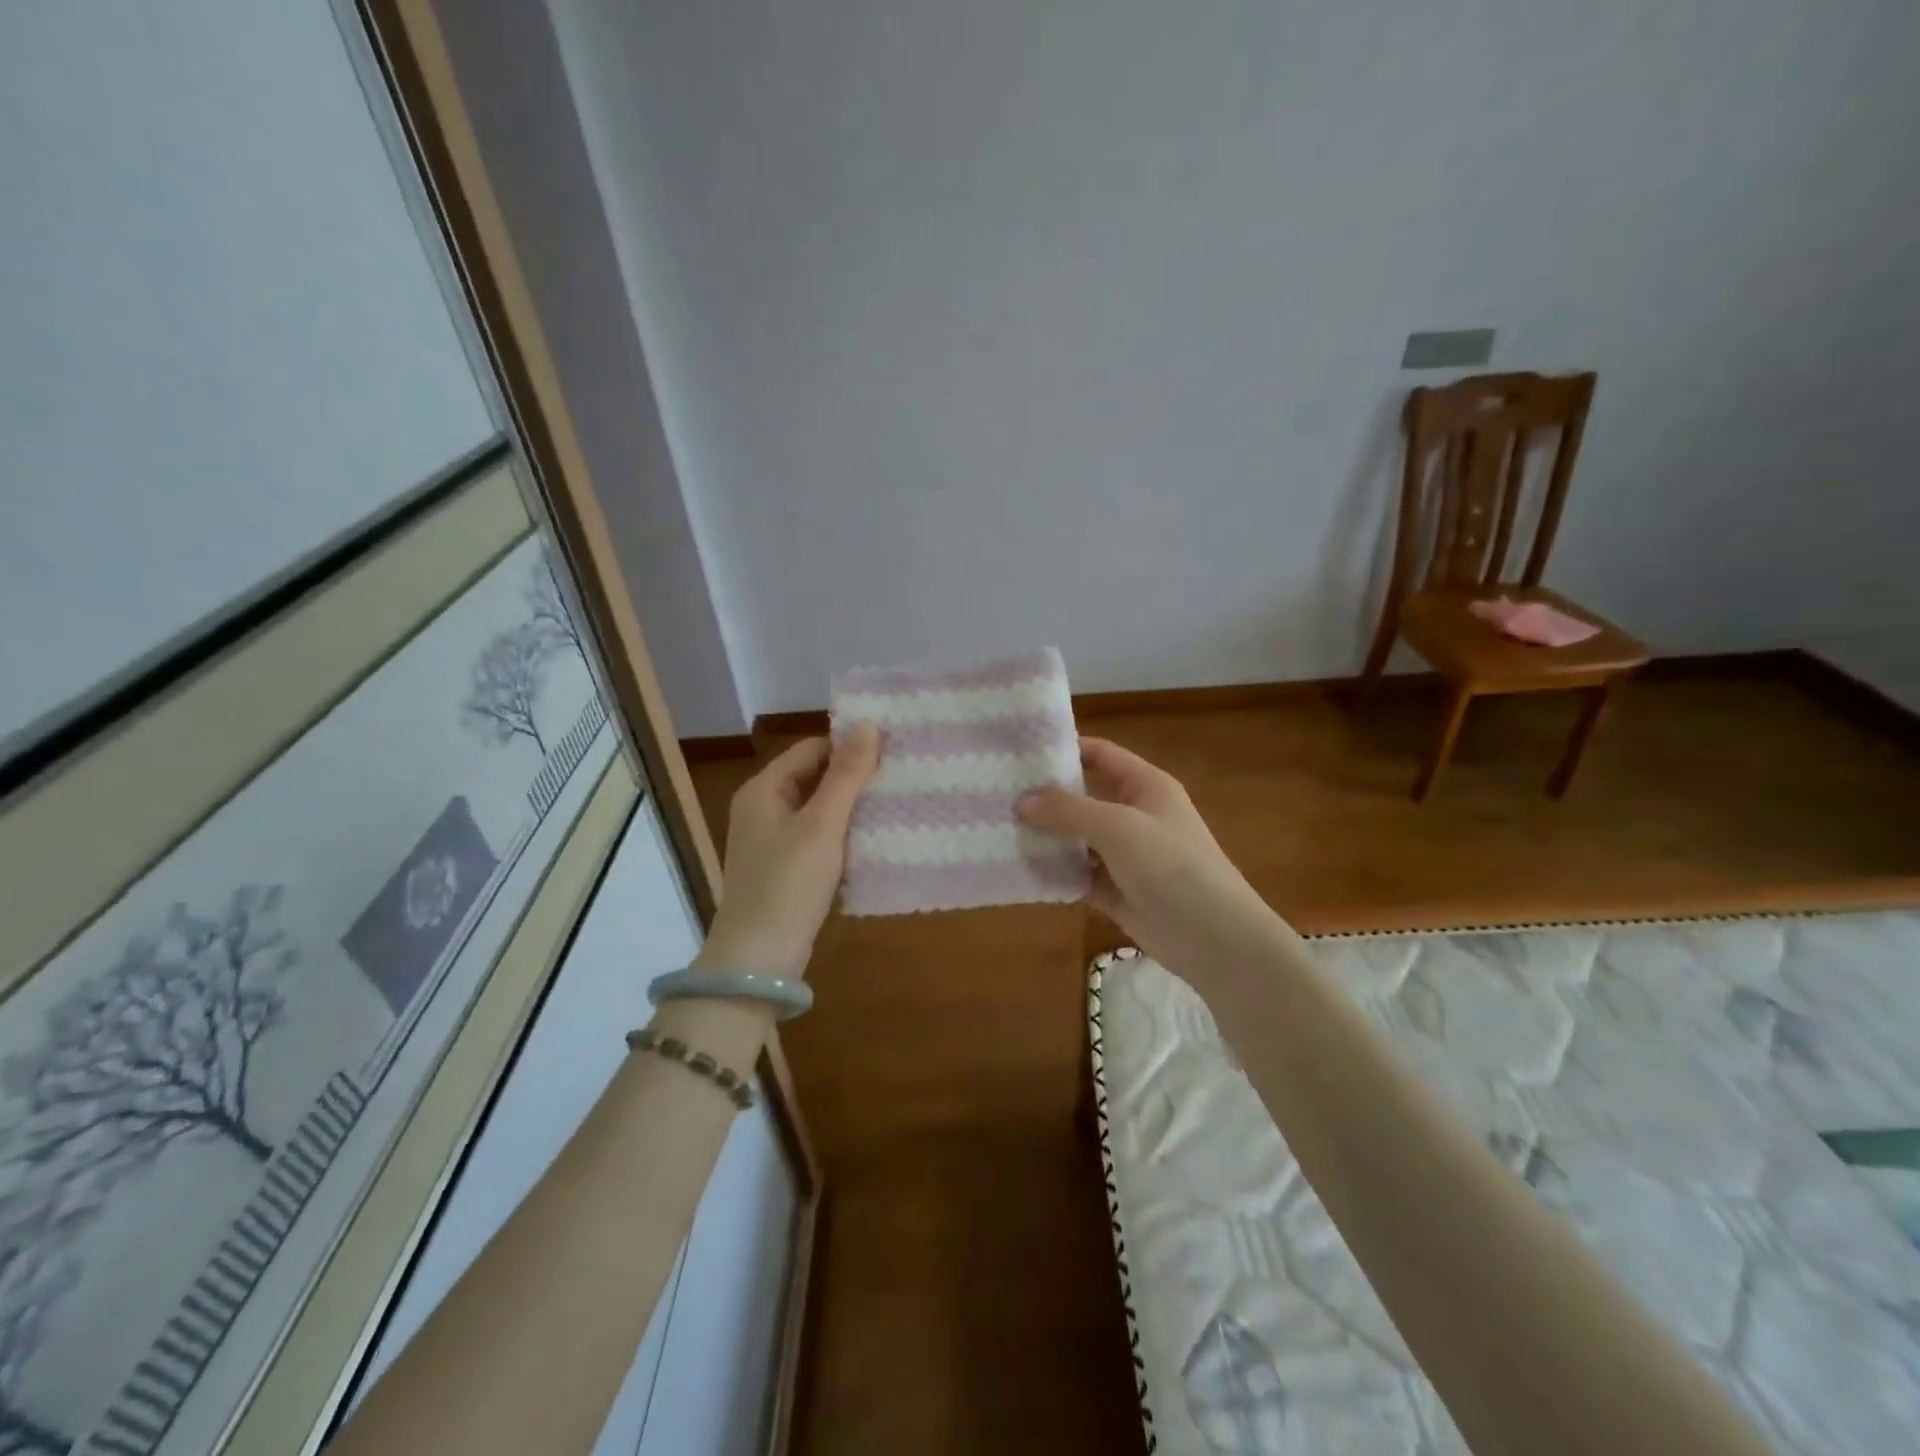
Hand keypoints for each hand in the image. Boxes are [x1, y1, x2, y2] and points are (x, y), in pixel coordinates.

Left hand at [695, 725, 879, 973]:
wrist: (758, 957)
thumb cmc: (788, 882)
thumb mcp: (823, 824)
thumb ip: (846, 775)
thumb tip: (868, 725)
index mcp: (763, 789)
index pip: (811, 750)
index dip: (849, 747)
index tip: (890, 752)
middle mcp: (762, 808)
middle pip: (813, 777)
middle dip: (852, 777)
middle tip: (898, 777)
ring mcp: (771, 840)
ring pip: (817, 809)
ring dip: (850, 807)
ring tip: (893, 804)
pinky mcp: (783, 868)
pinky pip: (816, 837)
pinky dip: (841, 834)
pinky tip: (872, 839)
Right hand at [1017, 737, 1275, 974]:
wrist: (1215, 940)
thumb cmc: (1173, 867)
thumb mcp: (1119, 828)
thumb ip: (1069, 811)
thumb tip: (1022, 802)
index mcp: (1145, 786)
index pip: (1099, 754)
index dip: (1063, 749)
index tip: (1019, 752)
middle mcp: (1133, 814)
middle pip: (1083, 796)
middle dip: (1044, 796)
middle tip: (997, 793)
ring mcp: (1124, 855)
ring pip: (1076, 837)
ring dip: (1045, 835)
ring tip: (997, 828)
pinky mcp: (1115, 890)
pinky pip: (1077, 873)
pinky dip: (1054, 871)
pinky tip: (1019, 868)